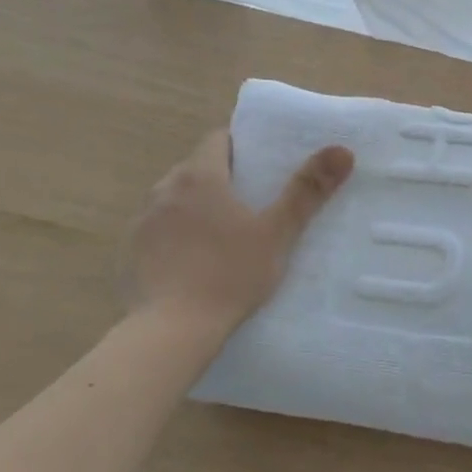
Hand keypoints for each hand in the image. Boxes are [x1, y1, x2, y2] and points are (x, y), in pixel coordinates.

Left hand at [123, 130, 353, 332]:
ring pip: (173, 200)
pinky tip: (192, 263)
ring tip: (222, 234)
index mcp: (200, 177)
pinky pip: (157, 231)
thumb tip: (342, 150)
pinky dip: (174, 237)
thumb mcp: (277, 234)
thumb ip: (307, 191)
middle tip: (251, 201)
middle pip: (195, 169)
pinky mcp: (128, 253)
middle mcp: (164, 190)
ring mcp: (142, 222)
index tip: (262, 163)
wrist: (171, 330)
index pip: (218, 140)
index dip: (241, 146)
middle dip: (220, 179)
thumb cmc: (230, 275)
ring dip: (194, 207)